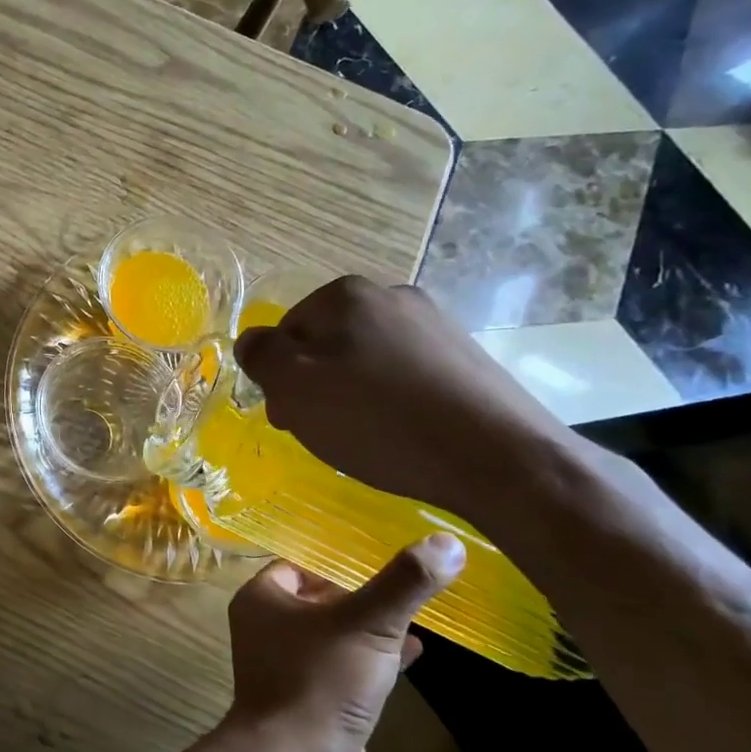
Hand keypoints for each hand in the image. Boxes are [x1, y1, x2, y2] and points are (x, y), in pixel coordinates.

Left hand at [224, 539, 463, 751]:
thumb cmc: (320, 680)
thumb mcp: (367, 623)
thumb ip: (404, 583)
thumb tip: (447, 541)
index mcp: (262, 600)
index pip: (300, 565)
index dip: (338, 560)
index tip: (381, 555)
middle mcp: (268, 629)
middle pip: (319, 599)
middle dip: (360, 594)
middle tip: (406, 583)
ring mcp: (289, 668)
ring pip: (335, 636)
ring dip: (371, 628)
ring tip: (416, 614)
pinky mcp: (313, 703)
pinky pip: (345, 669)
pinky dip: (375, 660)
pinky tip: (414, 656)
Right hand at [233, 276, 576, 520]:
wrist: (497, 456)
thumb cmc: (378, 419)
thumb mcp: (295, 388)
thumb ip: (261, 356)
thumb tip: (252, 340)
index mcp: (346, 295)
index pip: (286, 331)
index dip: (279, 377)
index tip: (290, 418)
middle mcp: (392, 295)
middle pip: (327, 342)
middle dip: (315, 385)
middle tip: (322, 432)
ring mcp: (436, 324)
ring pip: (367, 359)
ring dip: (353, 393)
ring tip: (365, 437)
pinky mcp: (466, 357)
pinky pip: (406, 375)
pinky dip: (393, 401)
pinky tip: (402, 433)